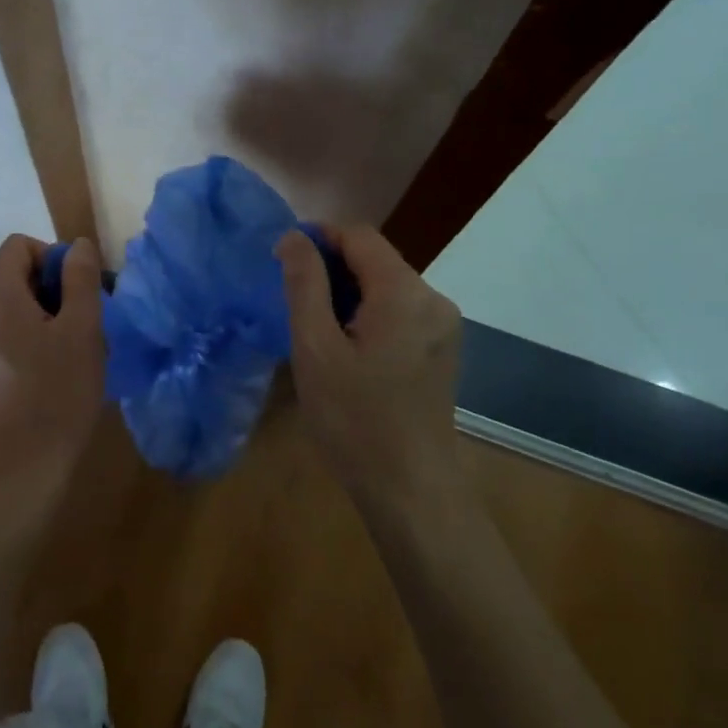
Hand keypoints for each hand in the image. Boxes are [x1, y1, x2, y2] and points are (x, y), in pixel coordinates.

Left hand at [0, 234, 106, 517]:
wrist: (13, 482)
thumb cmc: (55, 397)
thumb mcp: (81, 332)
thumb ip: (80, 280)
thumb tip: (76, 245)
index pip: (18, 246)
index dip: (53, 257)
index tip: (80, 292)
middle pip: (11, 281)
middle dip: (51, 293)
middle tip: (84, 327)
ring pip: (6, 317)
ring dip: (39, 323)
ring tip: (70, 359)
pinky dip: (22, 349)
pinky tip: (46, 385)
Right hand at [277, 225, 462, 500]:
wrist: (412, 492)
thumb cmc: (355, 420)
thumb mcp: (315, 348)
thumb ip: (305, 284)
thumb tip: (294, 237)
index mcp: (404, 292)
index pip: (358, 235)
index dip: (319, 238)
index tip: (284, 261)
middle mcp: (432, 298)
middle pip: (375, 258)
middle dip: (333, 268)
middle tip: (295, 302)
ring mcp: (443, 325)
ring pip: (387, 285)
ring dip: (350, 292)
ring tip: (318, 329)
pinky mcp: (443, 349)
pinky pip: (400, 310)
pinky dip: (370, 313)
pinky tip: (349, 348)